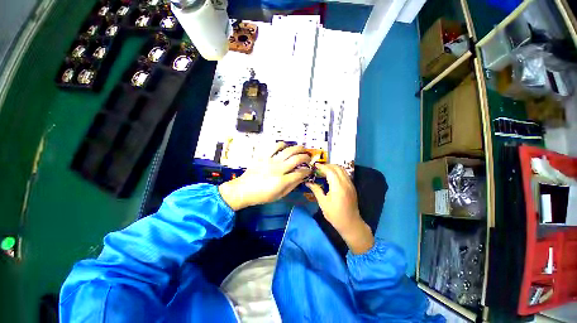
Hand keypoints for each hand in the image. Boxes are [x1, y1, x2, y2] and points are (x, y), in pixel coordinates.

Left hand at [219, 142, 310, 210]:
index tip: (309, 170)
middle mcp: (278, 169)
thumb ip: (292, 186)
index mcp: (282, 181)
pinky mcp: (263, 156)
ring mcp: (270, 161)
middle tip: (308, 158)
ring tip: (302, 149)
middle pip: (296, 159)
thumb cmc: (262, 196)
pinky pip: (274, 147)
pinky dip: (282, 144)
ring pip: (288, 151)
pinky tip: (286, 146)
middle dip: (306, 157)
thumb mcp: (279, 195)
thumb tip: (302, 178)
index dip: (307, 171)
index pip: (300, 173)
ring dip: (297, 148)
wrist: (243, 190)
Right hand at [306, 164, 373, 253]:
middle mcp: (346, 182)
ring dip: (333, 168)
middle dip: (327, 166)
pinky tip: (331, 177)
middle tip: (318, 169)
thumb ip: (316, 190)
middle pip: (337, 167)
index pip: (330, 171)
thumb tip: (308, 183)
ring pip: (342, 170)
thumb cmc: (335, 214)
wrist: (351, 223)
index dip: (322, 167)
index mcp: (338, 186)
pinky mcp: (352, 187)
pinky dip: (337, 172)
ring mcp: (350, 184)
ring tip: (324, 171)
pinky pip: (344, 174)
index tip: (314, 166)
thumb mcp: (323, 202)